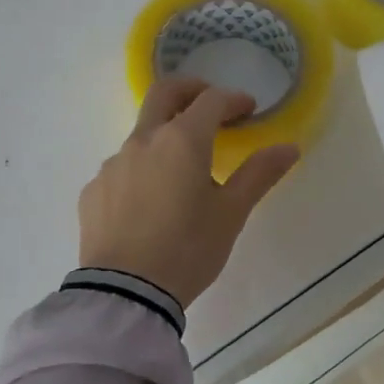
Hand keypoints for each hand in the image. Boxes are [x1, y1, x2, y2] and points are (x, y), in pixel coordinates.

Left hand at [79, 78, 300, 306]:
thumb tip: (289, 147)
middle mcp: (143, 141)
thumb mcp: (231, 213)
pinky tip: (150, 202)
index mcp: (181, 140)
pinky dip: (142, 170)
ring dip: (165, 137)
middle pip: (165, 93)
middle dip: (191, 90)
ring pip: (142, 135)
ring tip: (182, 170)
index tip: (248, 109)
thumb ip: (259, 174)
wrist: (126, 294)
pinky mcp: (94, 190)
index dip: (233, 99)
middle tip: (211, 104)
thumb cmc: (188, 249)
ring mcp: (113, 164)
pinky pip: (122, 168)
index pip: (211, 100)